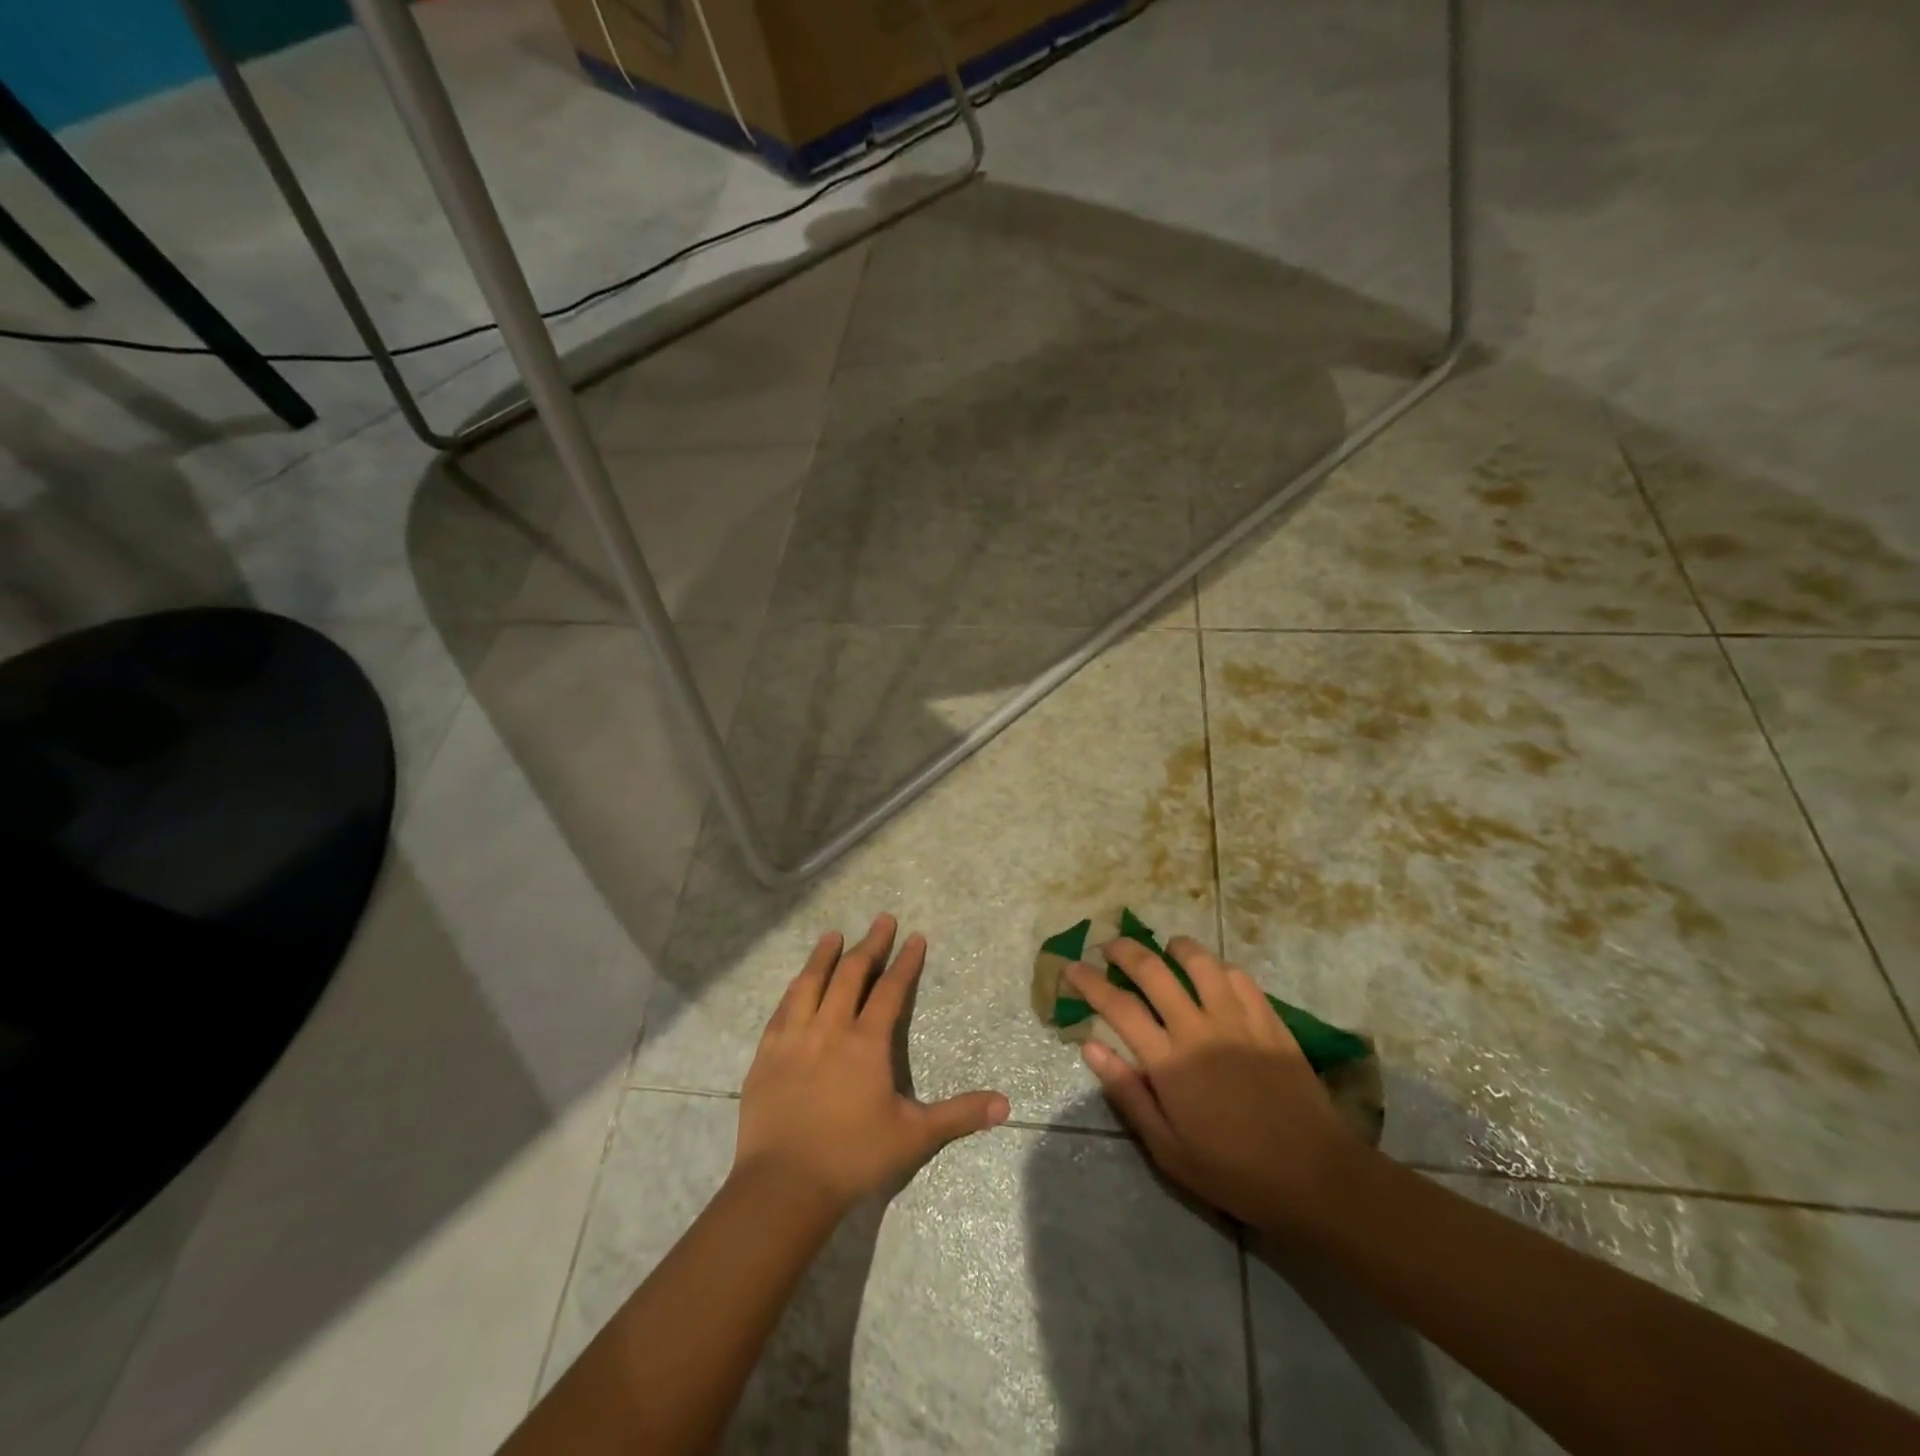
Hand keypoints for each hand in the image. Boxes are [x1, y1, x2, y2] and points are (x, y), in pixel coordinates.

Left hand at [734, 915, 1010, 1211]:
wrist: (784, 1185)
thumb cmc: (853, 1158)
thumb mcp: (914, 1136)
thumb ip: (958, 1115)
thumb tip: (1006, 1104)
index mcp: (866, 1043)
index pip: (890, 990)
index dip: (905, 962)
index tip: (915, 937)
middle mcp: (830, 1028)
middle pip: (851, 974)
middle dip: (870, 944)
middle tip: (882, 920)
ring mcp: (794, 1038)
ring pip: (811, 982)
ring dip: (825, 955)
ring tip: (834, 935)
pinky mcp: (766, 1053)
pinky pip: (782, 1008)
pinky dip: (794, 988)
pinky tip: (798, 982)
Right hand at [1067, 937, 1366, 1234]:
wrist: (1314, 1176)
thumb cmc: (1233, 1171)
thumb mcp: (1168, 1149)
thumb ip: (1128, 1093)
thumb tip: (1090, 1045)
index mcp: (1169, 1061)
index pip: (1117, 1006)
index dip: (1089, 981)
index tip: (1072, 968)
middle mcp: (1199, 1028)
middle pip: (1152, 970)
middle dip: (1124, 951)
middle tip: (1110, 946)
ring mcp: (1238, 1019)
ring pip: (1199, 961)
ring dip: (1175, 948)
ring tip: (1165, 950)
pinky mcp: (1269, 1020)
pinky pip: (1238, 976)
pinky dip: (1217, 967)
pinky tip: (1212, 975)